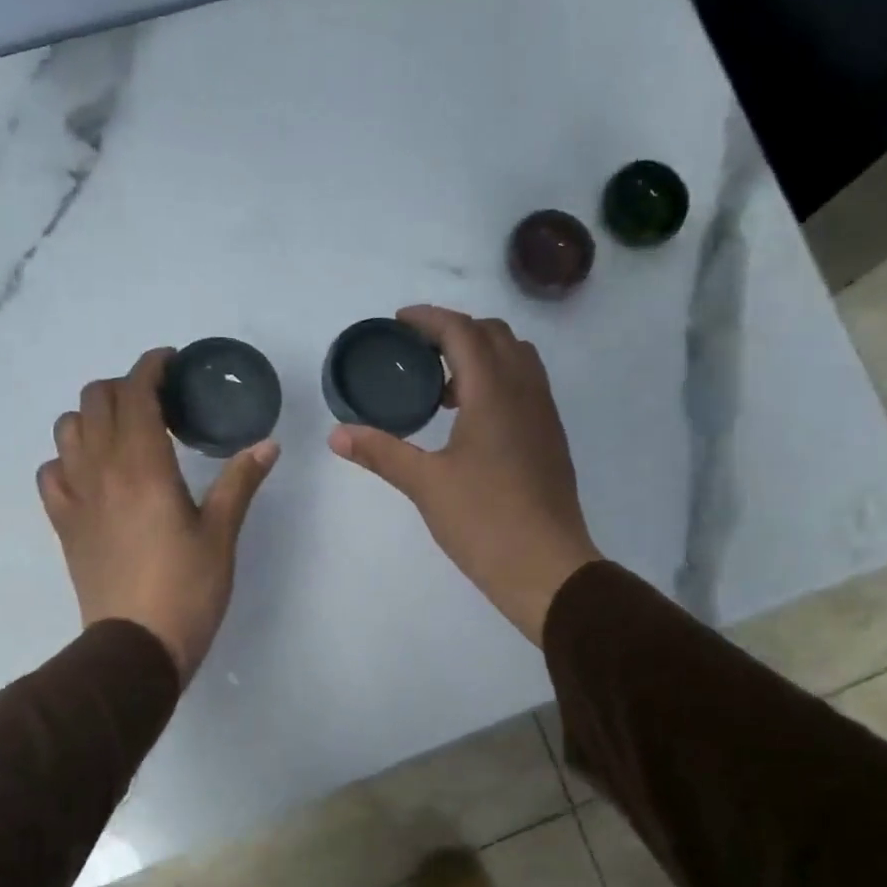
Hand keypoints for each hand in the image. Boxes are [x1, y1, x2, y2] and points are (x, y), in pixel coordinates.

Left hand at [39, 349, 277, 682]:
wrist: (136, 646)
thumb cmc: (188, 589)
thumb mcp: (222, 534)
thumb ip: (240, 482)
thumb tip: (268, 445)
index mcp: (144, 466)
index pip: (136, 393)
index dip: (151, 367)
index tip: (171, 363)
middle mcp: (101, 470)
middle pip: (95, 400)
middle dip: (124, 387)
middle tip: (157, 402)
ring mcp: (75, 496)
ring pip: (67, 429)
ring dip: (93, 417)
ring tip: (125, 433)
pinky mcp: (63, 523)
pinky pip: (51, 471)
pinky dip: (69, 458)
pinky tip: (94, 474)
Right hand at [328, 306, 600, 643]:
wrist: (546, 567)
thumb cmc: (484, 520)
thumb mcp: (425, 484)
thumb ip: (382, 452)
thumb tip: (336, 434)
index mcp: (494, 392)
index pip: (462, 331)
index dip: (429, 318)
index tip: (398, 323)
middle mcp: (525, 391)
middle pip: (494, 334)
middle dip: (454, 332)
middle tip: (417, 353)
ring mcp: (544, 414)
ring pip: (516, 359)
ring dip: (479, 356)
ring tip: (442, 389)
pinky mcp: (550, 438)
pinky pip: (526, 386)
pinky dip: (497, 381)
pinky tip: (470, 421)